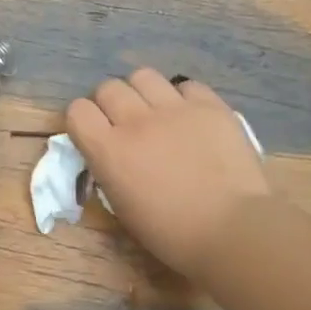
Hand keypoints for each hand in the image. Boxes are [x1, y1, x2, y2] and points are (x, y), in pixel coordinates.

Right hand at [67, 68, 268, 280]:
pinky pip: (186, 85)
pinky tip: (191, 117)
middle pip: (108, 88)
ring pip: (143, 76)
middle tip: (126, 124)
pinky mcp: (209, 106)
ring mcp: (174, 109)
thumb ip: (109, 169)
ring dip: (143, 92)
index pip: (78, 111)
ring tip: (156, 111)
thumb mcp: (122, 206)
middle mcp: (136, 121)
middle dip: (111, 103)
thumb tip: (110, 152)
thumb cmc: (172, 233)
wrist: (233, 230)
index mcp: (109, 151)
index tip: (94, 133)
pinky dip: (183, 98)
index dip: (83, 120)